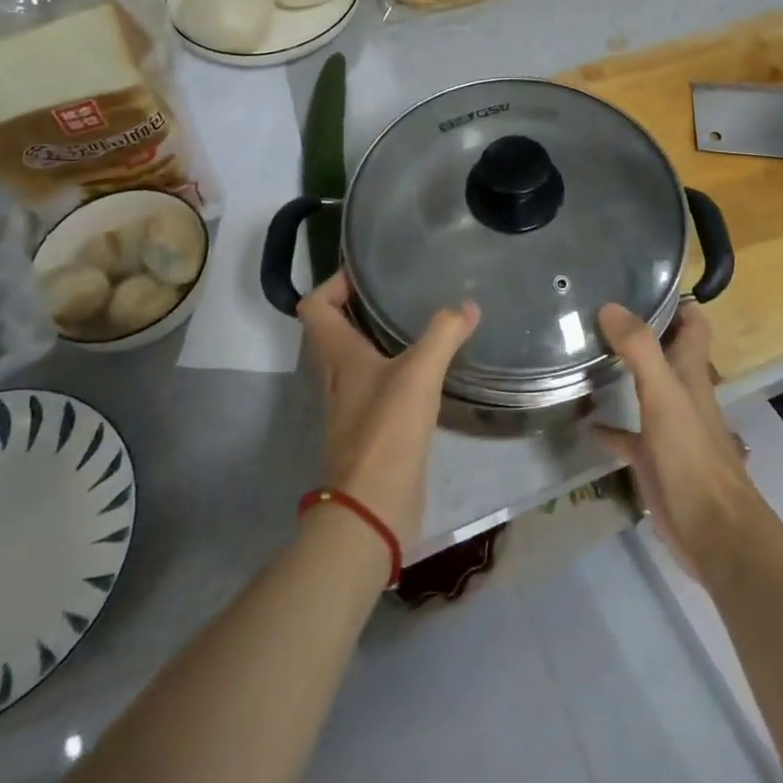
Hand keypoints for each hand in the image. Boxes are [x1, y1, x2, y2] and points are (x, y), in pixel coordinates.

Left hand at [297, 270, 478, 543]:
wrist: (371, 509)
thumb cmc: (386, 431)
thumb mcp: (419, 374)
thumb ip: (443, 334)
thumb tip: (468, 305)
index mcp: (337, 355)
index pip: (314, 306)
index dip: (334, 283)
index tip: (368, 273)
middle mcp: (336, 375)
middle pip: (334, 330)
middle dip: (360, 306)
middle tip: (399, 291)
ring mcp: (350, 403)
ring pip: (355, 358)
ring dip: (377, 338)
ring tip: (418, 321)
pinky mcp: (369, 427)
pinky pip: (375, 384)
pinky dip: (394, 369)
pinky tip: (427, 369)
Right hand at [595, 302, 759, 584]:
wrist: (713, 533)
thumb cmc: (692, 456)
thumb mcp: (663, 395)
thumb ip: (639, 349)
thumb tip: (609, 305)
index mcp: (691, 372)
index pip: (693, 323)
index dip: (675, 301)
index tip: (641, 280)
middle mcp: (682, 392)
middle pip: (665, 350)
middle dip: (640, 330)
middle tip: (597, 310)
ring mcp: (668, 427)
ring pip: (644, 388)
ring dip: (621, 372)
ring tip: (583, 352)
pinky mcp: (653, 459)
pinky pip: (626, 435)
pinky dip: (607, 426)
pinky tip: (582, 421)